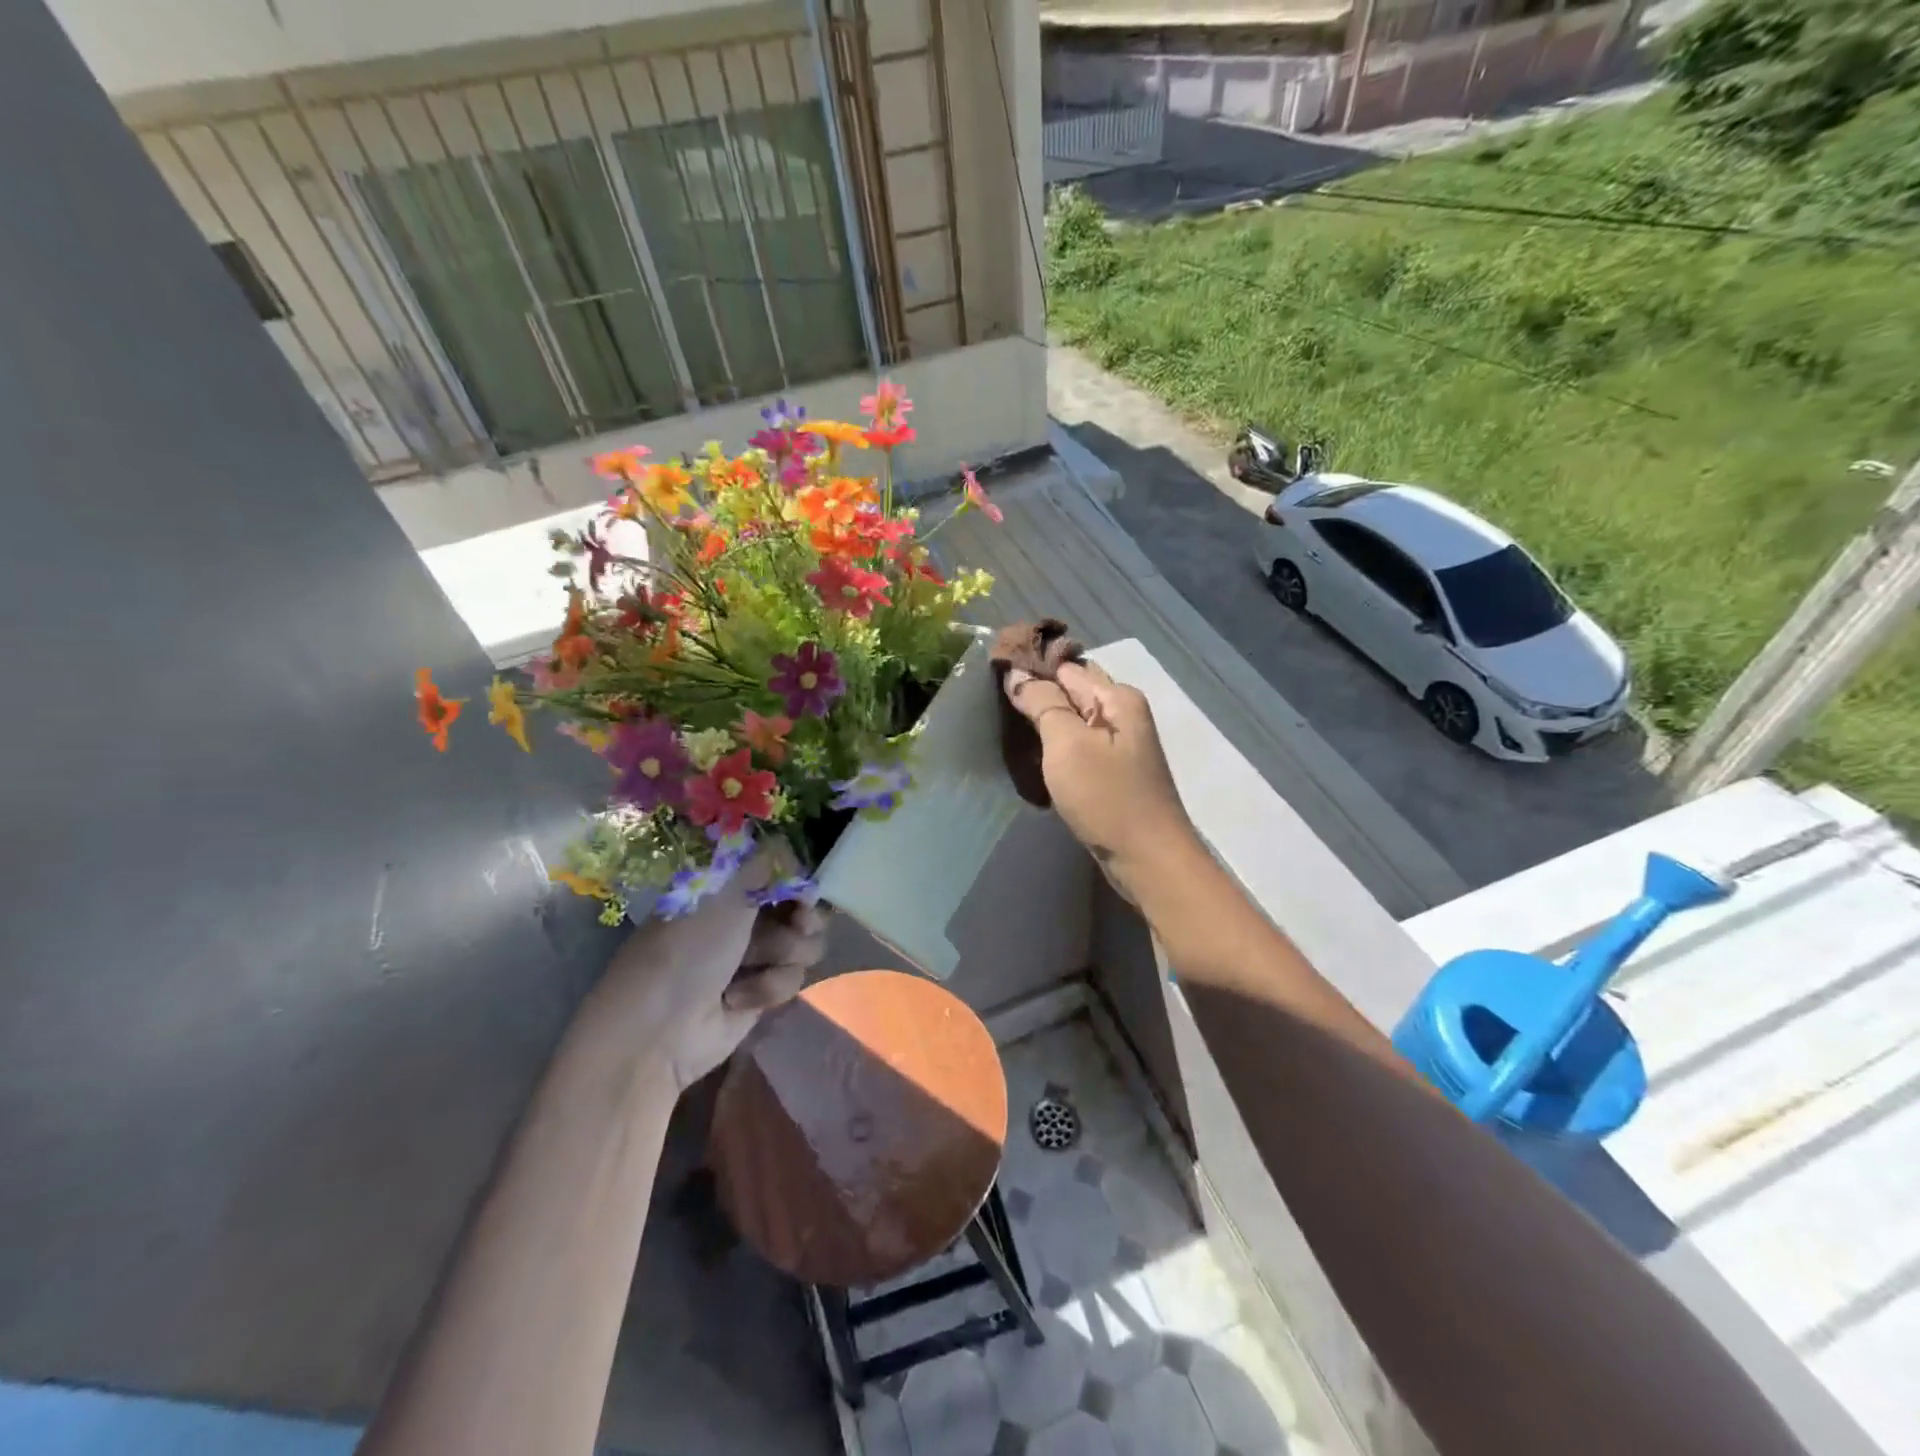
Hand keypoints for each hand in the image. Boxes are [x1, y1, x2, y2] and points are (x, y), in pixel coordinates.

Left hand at [578, 858, 828, 1094]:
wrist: (660, 1030)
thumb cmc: (688, 950)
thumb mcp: (724, 892)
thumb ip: (766, 862)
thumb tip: (793, 848)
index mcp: (728, 886)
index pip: (781, 869)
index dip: (799, 878)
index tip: (805, 888)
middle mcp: (744, 915)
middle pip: (802, 906)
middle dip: (804, 916)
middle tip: (800, 923)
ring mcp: (755, 955)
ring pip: (804, 943)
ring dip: (785, 953)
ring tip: (755, 963)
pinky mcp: (763, 991)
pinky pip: (793, 977)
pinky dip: (769, 986)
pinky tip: (739, 998)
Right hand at [1002, 660, 1195, 895]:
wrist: (1147, 859)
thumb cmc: (1107, 797)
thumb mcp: (1068, 744)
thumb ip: (1043, 703)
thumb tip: (1016, 673)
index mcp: (1116, 697)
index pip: (1064, 667)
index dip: (1030, 667)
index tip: (993, 674)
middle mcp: (1122, 713)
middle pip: (1071, 690)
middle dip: (1036, 691)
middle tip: (994, 700)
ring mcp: (1119, 744)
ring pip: (1073, 719)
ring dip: (1044, 721)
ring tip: (1006, 724)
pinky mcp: (1113, 772)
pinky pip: (1078, 745)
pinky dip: (1056, 746)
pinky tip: (1033, 754)